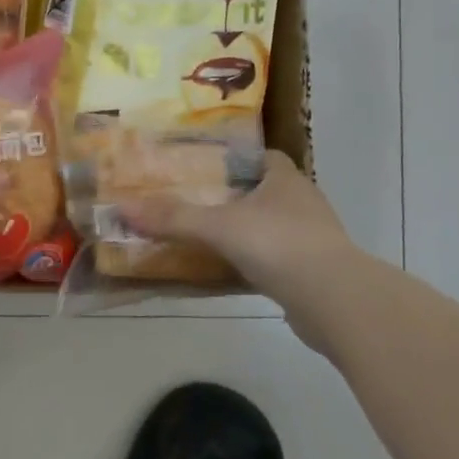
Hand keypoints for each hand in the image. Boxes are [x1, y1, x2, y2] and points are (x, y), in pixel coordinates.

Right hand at [121, 151, 357, 313]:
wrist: (335, 302)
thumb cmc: (279, 245)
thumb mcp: (218, 226)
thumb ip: (173, 217)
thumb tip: (122, 208)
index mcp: (286, 179)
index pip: (263, 157)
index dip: (236, 159)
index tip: (205, 166)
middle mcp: (302, 203)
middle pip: (264, 192)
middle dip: (234, 196)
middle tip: (194, 202)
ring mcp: (312, 240)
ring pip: (270, 227)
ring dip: (244, 231)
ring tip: (205, 236)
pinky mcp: (312, 273)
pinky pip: (275, 260)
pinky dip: (254, 263)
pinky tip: (228, 272)